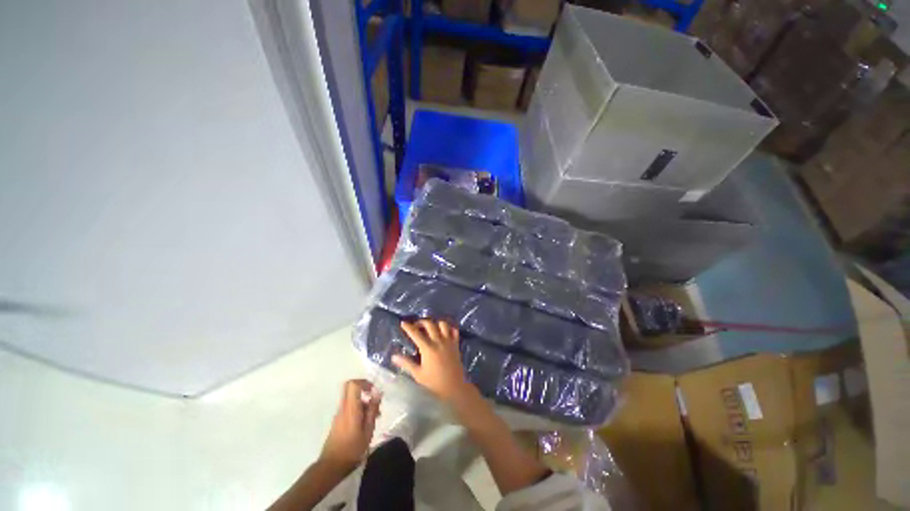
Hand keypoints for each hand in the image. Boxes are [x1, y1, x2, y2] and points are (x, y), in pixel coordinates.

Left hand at [319, 379, 380, 471]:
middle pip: (350, 388)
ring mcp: (338, 414)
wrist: (331, 466)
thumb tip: (377, 393)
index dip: (364, 382)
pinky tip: (366, 424)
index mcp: (350, 408)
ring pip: (351, 399)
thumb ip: (372, 410)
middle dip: (364, 389)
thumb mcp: (368, 430)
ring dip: (363, 402)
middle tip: (374, 399)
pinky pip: (349, 408)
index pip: (353, 384)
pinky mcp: (337, 421)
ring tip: (375, 417)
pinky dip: (358, 410)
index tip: (373, 390)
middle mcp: (342, 408)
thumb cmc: (352, 449)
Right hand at [392, 319, 472, 402]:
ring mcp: (448, 341)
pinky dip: (449, 328)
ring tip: (430, 327)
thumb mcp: (418, 374)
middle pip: (429, 324)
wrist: (454, 387)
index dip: (408, 327)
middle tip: (416, 325)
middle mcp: (438, 341)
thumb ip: (406, 363)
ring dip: (435, 323)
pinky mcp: (456, 344)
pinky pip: (454, 330)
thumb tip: (393, 356)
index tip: (403, 322)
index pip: (416, 334)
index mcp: (428, 348)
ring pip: (443, 324)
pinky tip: (444, 331)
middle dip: (421, 322)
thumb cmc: (434, 382)